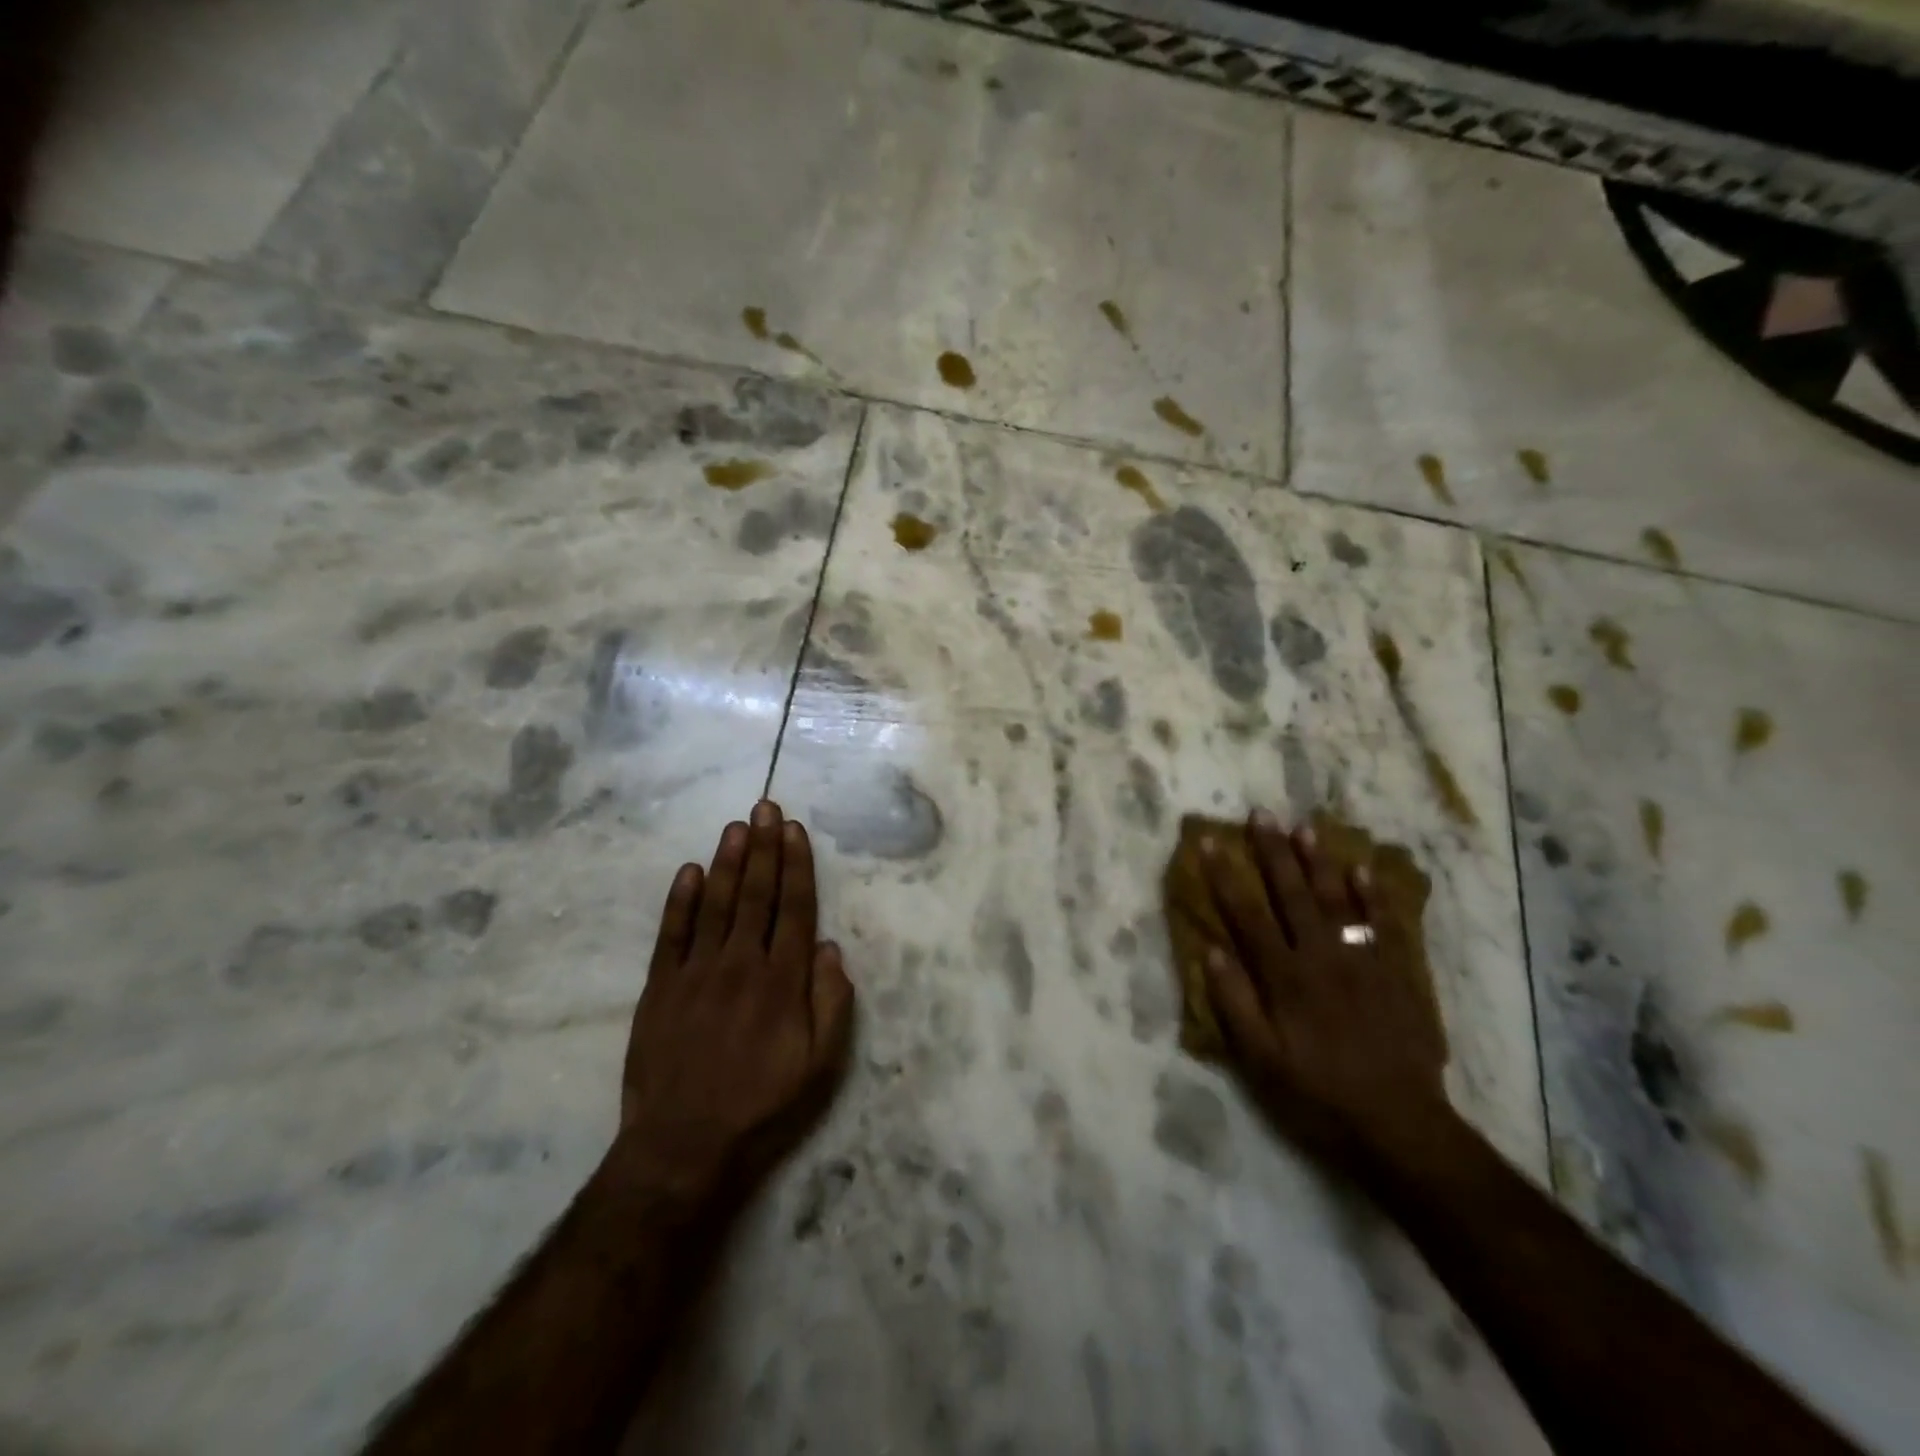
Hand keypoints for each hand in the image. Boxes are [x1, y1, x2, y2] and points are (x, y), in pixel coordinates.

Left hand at [613, 800, 854, 1203]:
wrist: (683, 1145)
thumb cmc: (762, 1105)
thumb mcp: (820, 1065)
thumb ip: (831, 1003)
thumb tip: (829, 947)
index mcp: (783, 981)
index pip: (794, 909)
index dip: (797, 866)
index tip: (795, 831)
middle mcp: (741, 964)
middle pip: (757, 895)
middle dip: (764, 848)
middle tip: (766, 806)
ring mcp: (696, 973)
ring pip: (717, 904)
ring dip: (728, 861)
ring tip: (736, 826)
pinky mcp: (660, 988)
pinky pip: (671, 934)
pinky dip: (680, 901)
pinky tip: (690, 871)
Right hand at [1200, 809, 1451, 1172]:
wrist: (1401, 1126)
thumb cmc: (1319, 1095)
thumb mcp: (1261, 1061)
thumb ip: (1235, 1004)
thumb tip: (1211, 951)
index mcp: (1285, 977)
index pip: (1247, 915)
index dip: (1225, 876)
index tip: (1209, 842)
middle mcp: (1322, 958)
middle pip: (1292, 895)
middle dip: (1273, 852)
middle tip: (1260, 815)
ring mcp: (1362, 962)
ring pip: (1336, 900)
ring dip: (1319, 862)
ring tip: (1305, 828)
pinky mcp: (1394, 974)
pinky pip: (1381, 925)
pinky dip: (1372, 896)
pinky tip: (1362, 870)